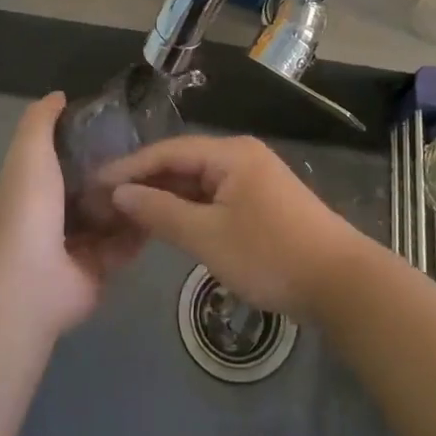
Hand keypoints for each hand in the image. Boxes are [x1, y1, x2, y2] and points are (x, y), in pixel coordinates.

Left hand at [0, 93, 142, 335]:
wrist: (32, 278)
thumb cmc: (28, 207)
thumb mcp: (30, 150)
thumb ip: (41, 121)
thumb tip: (59, 96)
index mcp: (32, 190)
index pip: (59, 162)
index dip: (83, 144)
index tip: (115, 126)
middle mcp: (51, 219)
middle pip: (89, 190)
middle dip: (114, 174)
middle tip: (150, 152)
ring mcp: (75, 248)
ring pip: (109, 218)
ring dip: (131, 201)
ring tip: (165, 176)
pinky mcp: (99, 271)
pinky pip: (124, 246)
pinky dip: (141, 230)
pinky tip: (165, 208)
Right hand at [98, 135, 366, 318]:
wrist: (341, 284)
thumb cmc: (270, 254)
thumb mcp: (208, 236)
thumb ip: (161, 212)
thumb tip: (119, 193)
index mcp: (230, 153)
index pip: (167, 151)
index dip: (129, 167)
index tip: (93, 183)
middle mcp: (241, 156)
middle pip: (182, 163)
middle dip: (145, 181)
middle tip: (104, 201)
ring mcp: (254, 179)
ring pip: (198, 182)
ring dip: (166, 197)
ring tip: (127, 213)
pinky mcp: (261, 203)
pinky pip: (214, 197)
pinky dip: (189, 209)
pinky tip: (167, 224)